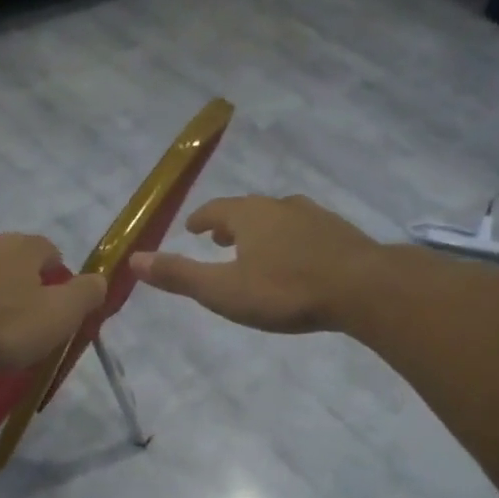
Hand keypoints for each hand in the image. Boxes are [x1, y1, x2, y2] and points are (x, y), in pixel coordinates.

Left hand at [0, 232, 106, 373]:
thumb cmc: (1, 327)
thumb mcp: (57, 317)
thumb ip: (84, 295)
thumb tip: (101, 278)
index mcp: (17, 249)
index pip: (45, 247)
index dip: (54, 266)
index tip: (56, 287)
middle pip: (0, 253)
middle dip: (10, 273)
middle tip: (14, 305)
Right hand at [128, 195, 383, 333]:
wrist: (364, 288)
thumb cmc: (285, 290)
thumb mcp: (224, 291)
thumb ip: (180, 275)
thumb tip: (134, 259)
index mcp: (249, 216)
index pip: (216, 210)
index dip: (201, 219)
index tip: (192, 228)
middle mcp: (281, 207)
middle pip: (248, 209)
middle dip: (230, 223)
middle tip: (219, 239)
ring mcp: (315, 216)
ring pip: (280, 217)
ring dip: (262, 230)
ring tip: (257, 248)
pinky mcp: (341, 233)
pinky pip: (306, 230)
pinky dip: (292, 239)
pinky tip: (299, 258)